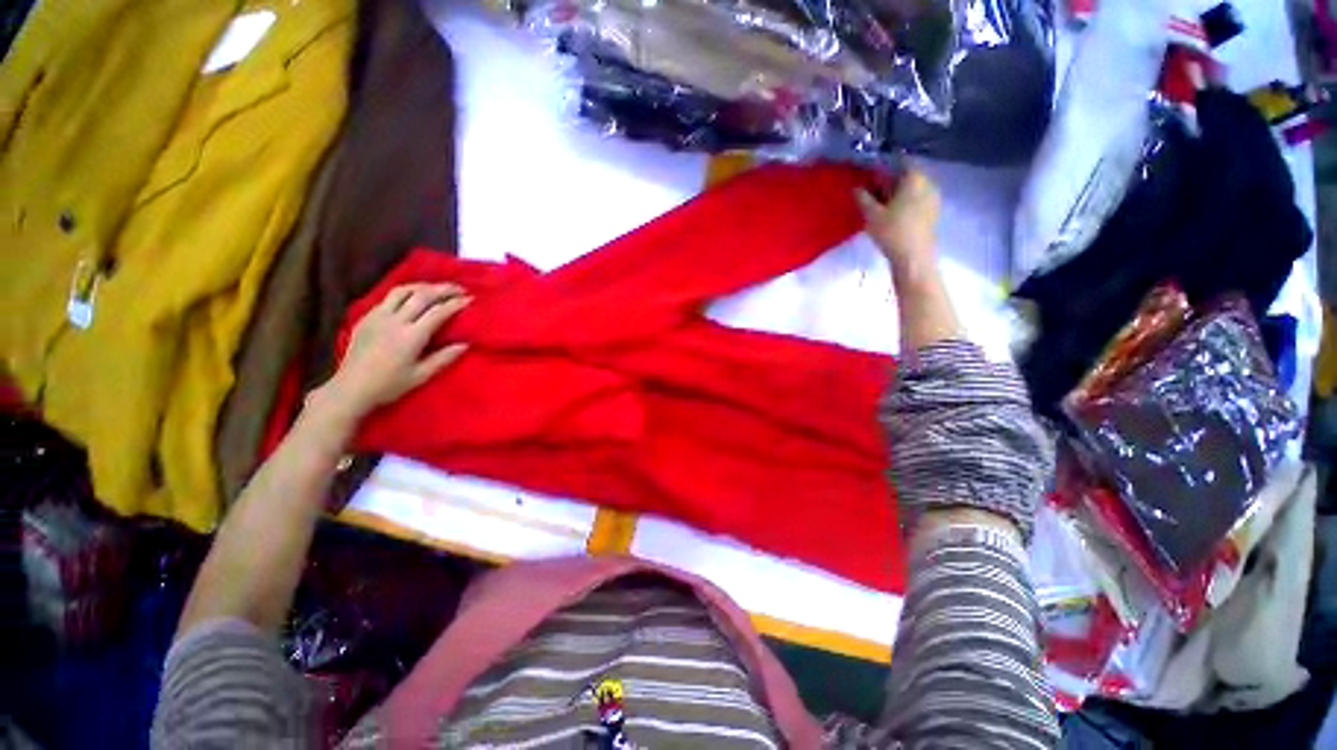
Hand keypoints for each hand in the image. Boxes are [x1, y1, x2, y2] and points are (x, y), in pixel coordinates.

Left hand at [319, 283, 469, 419]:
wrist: (350, 388)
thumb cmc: (389, 385)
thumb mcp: (421, 376)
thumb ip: (444, 358)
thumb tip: (465, 344)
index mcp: (410, 337)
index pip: (438, 312)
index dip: (456, 304)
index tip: (470, 299)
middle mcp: (394, 321)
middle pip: (422, 295)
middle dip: (443, 289)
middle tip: (459, 289)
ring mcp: (378, 316)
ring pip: (403, 290)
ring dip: (423, 286)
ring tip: (437, 288)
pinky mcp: (367, 317)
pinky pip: (389, 297)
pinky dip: (406, 292)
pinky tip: (413, 297)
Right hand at [856, 169, 940, 275]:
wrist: (914, 257)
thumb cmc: (892, 232)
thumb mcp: (871, 215)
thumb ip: (863, 198)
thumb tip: (856, 188)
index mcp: (915, 178)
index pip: (901, 161)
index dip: (885, 165)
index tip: (871, 173)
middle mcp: (928, 183)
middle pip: (907, 176)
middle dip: (890, 181)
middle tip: (873, 190)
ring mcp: (933, 199)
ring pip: (912, 189)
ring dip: (897, 193)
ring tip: (880, 204)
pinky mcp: (933, 213)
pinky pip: (917, 200)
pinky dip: (904, 203)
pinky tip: (892, 214)